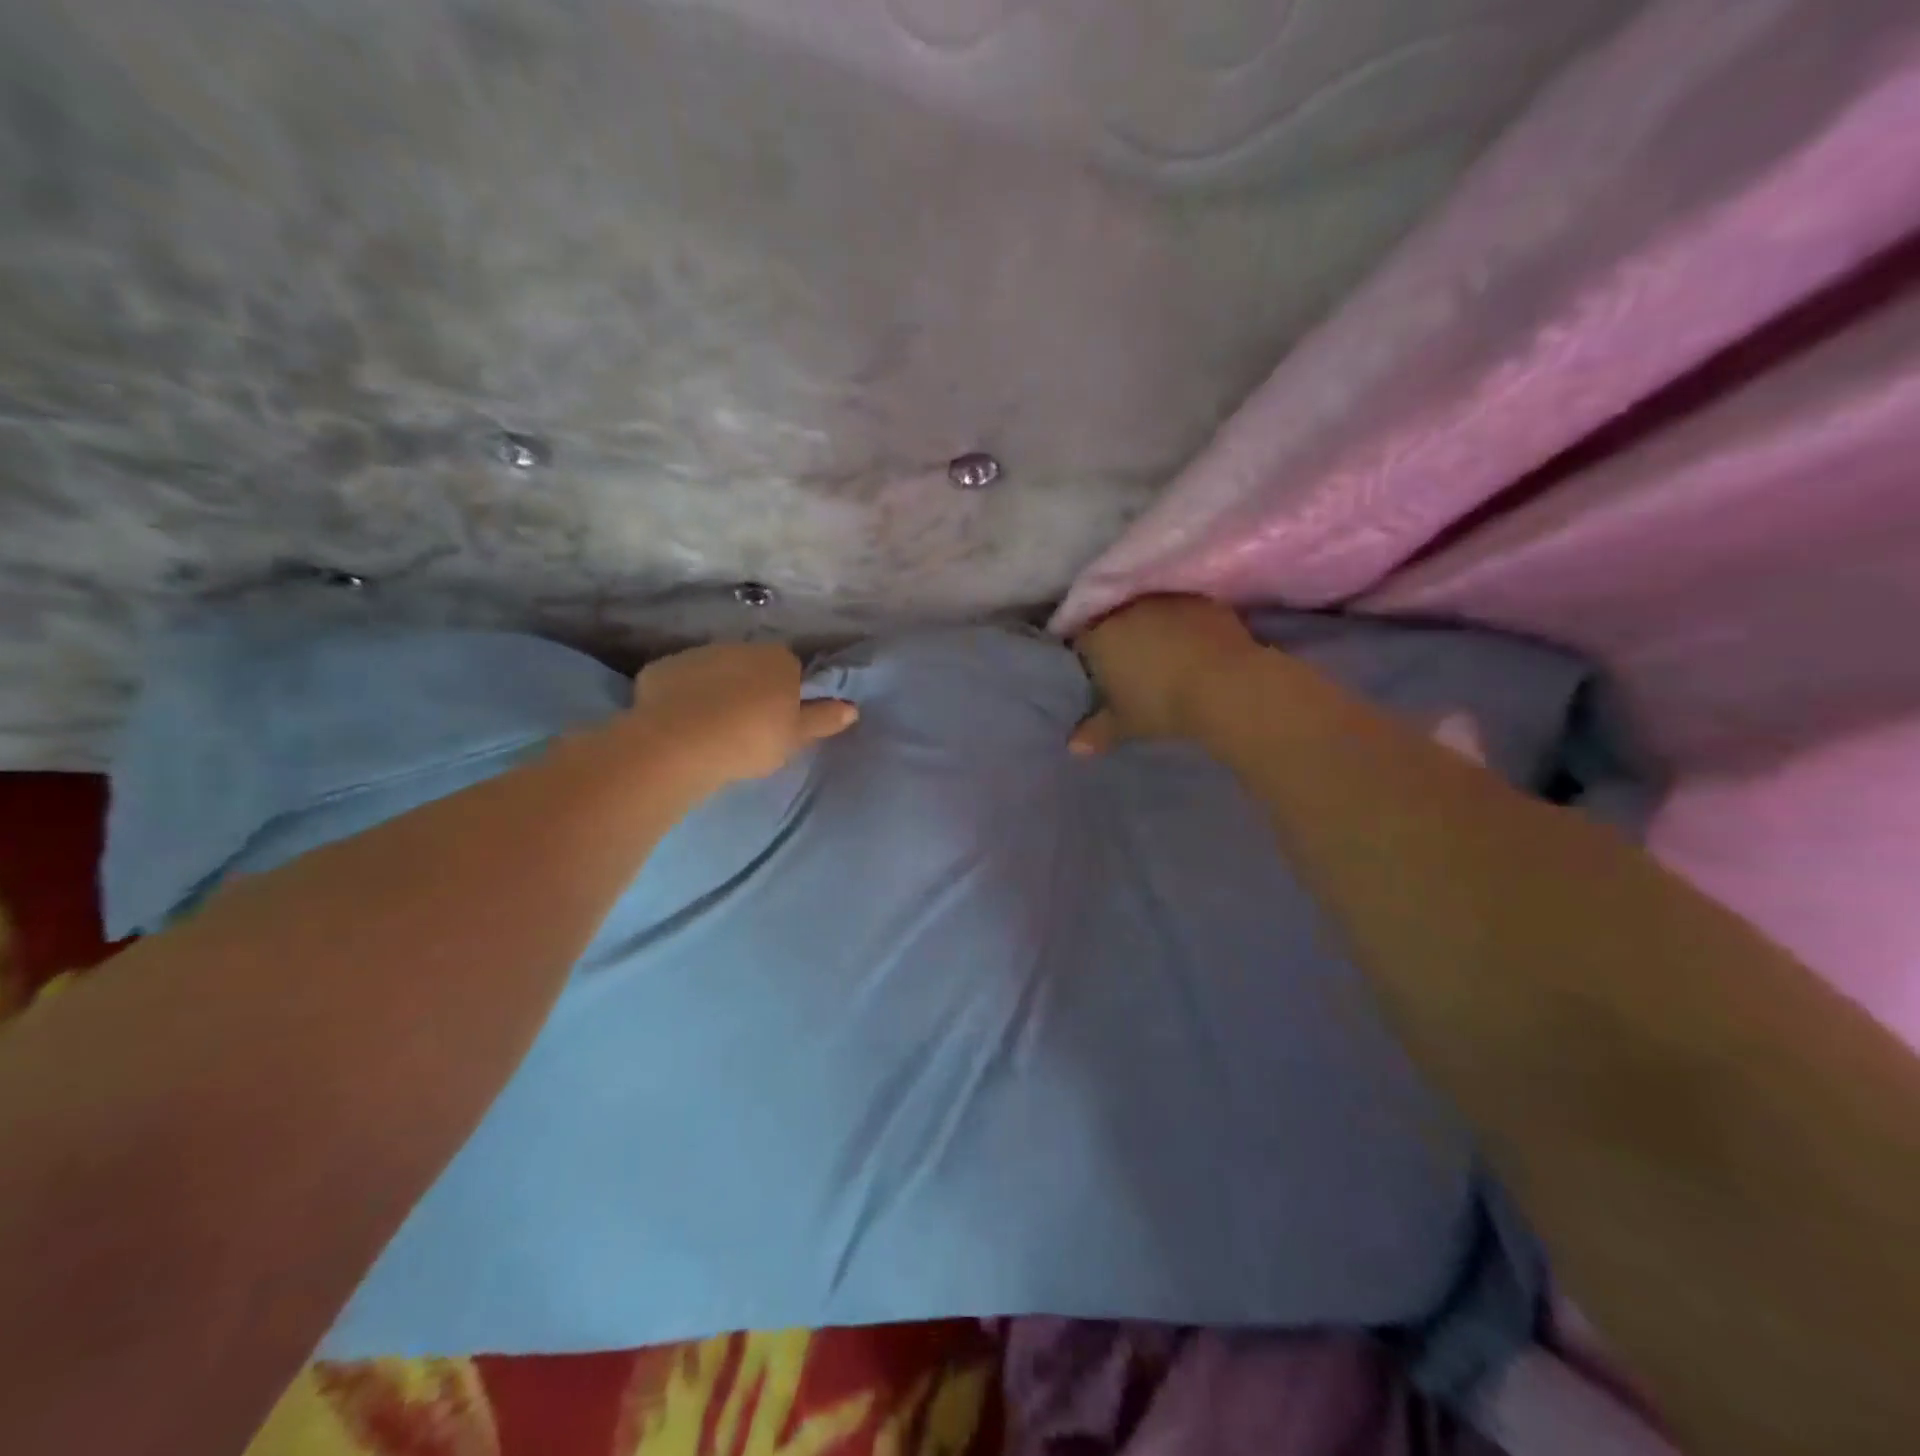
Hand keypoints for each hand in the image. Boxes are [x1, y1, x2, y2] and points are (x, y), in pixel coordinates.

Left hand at [629, 642, 857, 789]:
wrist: (681, 743)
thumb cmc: (751, 739)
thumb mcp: (796, 736)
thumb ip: (823, 719)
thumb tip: (852, 708)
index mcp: (778, 660)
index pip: (790, 669)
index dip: (785, 693)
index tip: (779, 719)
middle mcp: (739, 647)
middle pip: (750, 666)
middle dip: (749, 688)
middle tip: (746, 726)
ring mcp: (697, 655)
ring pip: (713, 672)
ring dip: (715, 690)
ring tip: (711, 728)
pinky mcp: (661, 669)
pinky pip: (679, 683)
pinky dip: (681, 697)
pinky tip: (680, 724)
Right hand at [1070, 595, 1261, 754]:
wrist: (1226, 685)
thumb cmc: (1162, 704)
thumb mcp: (1125, 724)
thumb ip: (1096, 731)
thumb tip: (1073, 746)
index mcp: (1099, 635)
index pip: (1080, 639)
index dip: (1085, 655)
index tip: (1094, 673)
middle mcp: (1127, 609)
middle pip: (1113, 618)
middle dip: (1117, 636)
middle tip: (1127, 665)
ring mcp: (1166, 601)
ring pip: (1148, 611)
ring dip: (1150, 626)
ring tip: (1162, 653)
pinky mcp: (1201, 601)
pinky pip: (1181, 611)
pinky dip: (1182, 625)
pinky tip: (1191, 646)